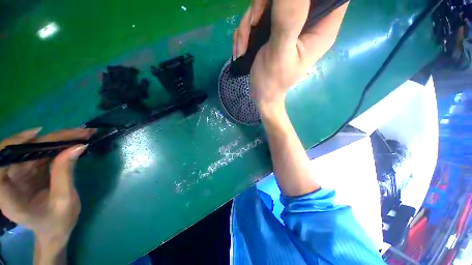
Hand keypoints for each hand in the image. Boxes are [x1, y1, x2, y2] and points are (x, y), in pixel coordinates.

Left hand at [0, 128, 93, 247]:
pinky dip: (58, 147)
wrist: (56, 231)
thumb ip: (64, 173)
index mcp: (6, 195)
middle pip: (23, 151)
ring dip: (58, 140)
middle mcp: (9, 180)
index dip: (14, 144)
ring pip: (34, 149)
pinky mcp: (30, 172)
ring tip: (82, 134)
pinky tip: (73, 142)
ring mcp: (19, 175)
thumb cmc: (58, 223)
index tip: (37, 134)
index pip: (1, 163)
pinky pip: (42, 154)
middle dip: (50, 139)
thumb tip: (77, 146)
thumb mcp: (63, 200)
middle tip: (78, 132)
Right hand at [233, 0, 348, 106]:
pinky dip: (246, 31)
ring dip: (249, 23)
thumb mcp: (279, 54)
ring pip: (270, 3)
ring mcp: (290, 24)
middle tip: (251, 25)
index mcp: (321, 28)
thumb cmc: (272, 82)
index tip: (281, 7)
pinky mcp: (275, 28)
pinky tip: (242, 48)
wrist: (261, 94)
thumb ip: (287, 20)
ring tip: (242, 48)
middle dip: (264, 6)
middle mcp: (309, 21)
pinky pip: (259, 15)